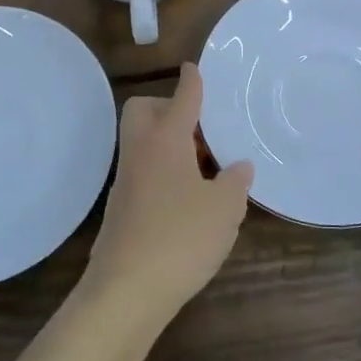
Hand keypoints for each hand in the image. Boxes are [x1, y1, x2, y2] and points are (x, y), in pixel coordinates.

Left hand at [82, 63, 253, 320]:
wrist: (126, 291)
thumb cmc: (180, 238)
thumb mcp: (224, 209)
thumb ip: (235, 182)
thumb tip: (238, 167)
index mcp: (165, 141)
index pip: (181, 99)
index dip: (191, 81)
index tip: (193, 68)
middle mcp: (140, 153)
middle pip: (144, 111)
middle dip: (168, 108)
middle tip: (201, 131)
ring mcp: (126, 181)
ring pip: (144, 143)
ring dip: (170, 144)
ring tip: (205, 170)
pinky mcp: (122, 209)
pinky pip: (144, 172)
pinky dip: (164, 173)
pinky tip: (188, 201)